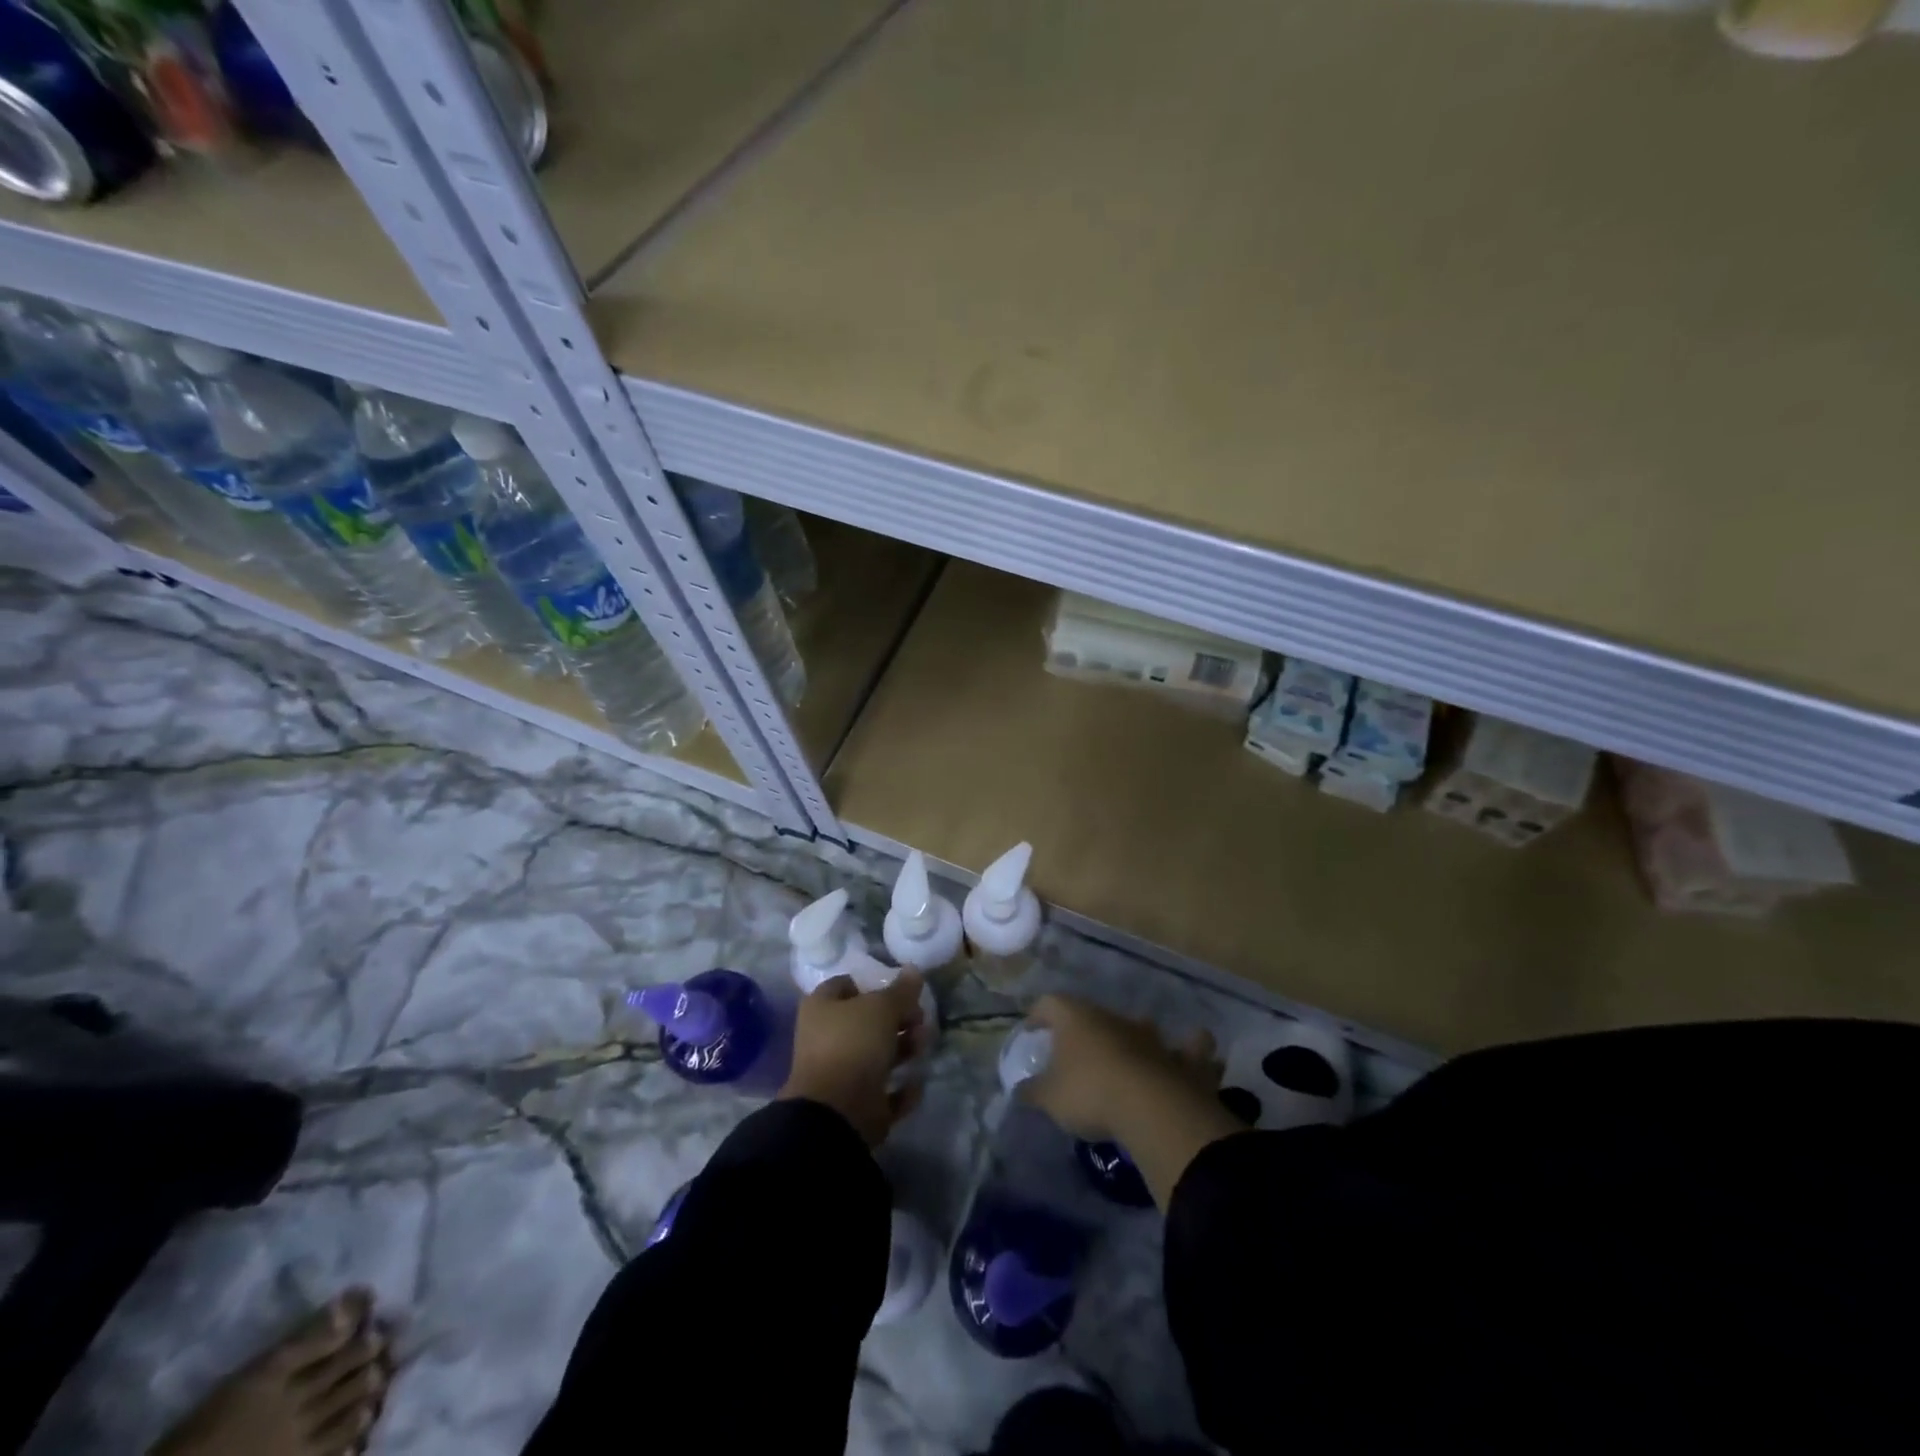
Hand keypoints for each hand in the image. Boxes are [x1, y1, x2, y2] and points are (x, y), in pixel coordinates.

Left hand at [779, 970, 930, 1145]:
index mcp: (821, 1007)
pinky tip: (916, 1080)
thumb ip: (901, 990)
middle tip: (920, 1020)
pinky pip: (884, 1089)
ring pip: (878, 1054)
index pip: (846, 984)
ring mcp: (839, 1072)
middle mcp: (826, 1037)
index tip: (902, 990)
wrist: (837, 1112)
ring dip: (905, 1049)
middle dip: (898, 1019)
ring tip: (923, 1046)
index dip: (874, 984)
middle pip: (867, 1021)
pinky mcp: (855, 1103)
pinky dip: (902, 1087)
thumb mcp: (882, 1008)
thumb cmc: (854, 1044)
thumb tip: (914, 970)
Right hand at [1018, 994, 1221, 1144]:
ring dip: (1135, 1037)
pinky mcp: (1181, 1058)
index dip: (1038, 1015)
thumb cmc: (1090, 1093)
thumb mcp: (1050, 1098)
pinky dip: (1192, 1050)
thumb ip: (1032, 1091)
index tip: (1032, 1031)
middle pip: (1094, 1015)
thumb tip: (1019, 1089)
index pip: (1049, 1004)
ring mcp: (1150, 1035)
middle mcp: (1113, 1018)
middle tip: (1075, 1056)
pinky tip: (1193, 1052)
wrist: (1151, 1107)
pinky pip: (1190, 1049)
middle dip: (1085, 1031)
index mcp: (1076, 1018)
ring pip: (1141, 1026)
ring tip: (1129, 1054)